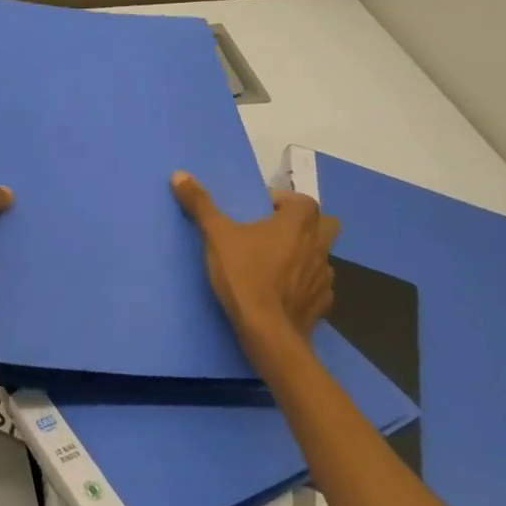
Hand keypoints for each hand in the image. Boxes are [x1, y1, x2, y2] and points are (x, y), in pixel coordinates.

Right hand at [171, 171, 339, 360]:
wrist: (267, 331)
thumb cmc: (244, 275)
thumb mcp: (215, 235)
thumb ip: (200, 204)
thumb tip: (179, 174)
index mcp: (298, 224)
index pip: (303, 201)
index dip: (284, 202)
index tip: (260, 210)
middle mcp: (318, 246)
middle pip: (326, 225)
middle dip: (306, 225)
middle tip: (275, 231)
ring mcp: (324, 277)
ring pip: (321, 256)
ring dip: (304, 254)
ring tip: (276, 263)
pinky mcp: (322, 304)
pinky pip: (317, 286)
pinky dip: (303, 284)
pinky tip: (282, 291)